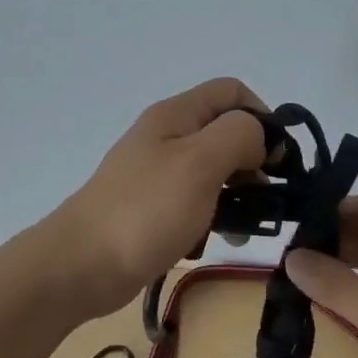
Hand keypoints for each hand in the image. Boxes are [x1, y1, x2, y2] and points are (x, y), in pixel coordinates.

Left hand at [45, 77, 270, 316]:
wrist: (81, 265)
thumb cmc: (145, 210)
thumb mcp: (199, 162)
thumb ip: (238, 135)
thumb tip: (259, 136)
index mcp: (176, 115)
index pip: (232, 92)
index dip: (262, 116)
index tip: (276, 157)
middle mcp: (167, 136)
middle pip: (225, 131)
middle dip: (254, 159)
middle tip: (268, 196)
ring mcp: (158, 172)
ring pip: (214, 169)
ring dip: (239, 192)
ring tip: (249, 225)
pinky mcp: (154, 206)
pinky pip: (197, 200)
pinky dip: (215, 214)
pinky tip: (222, 238)